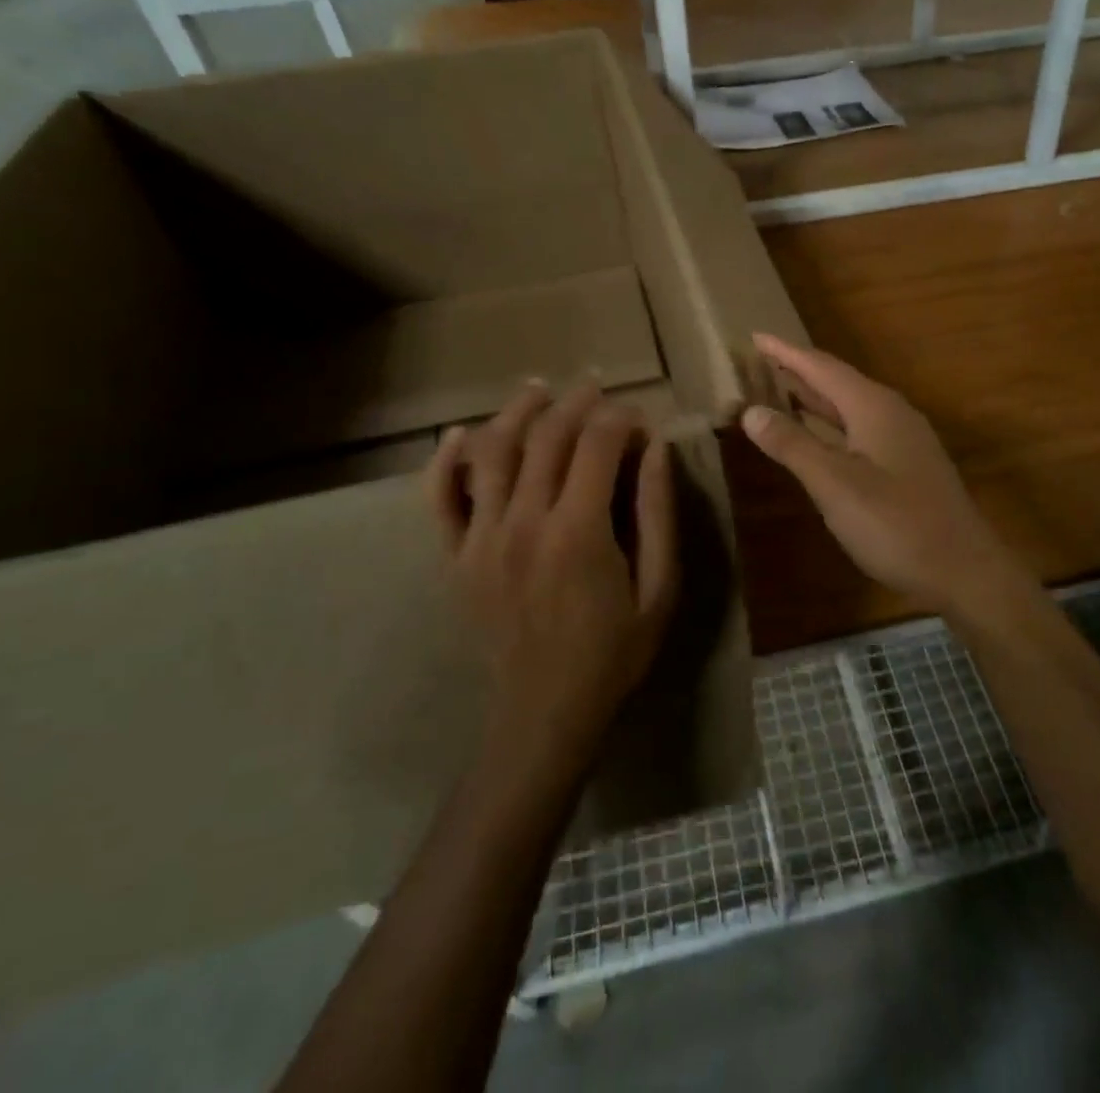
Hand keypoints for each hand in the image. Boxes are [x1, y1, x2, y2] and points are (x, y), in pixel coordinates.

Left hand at [427, 379, 677, 765]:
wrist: (546, 711)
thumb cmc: (614, 652)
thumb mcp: (659, 588)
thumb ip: (657, 515)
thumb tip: (657, 451)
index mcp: (579, 530)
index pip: (597, 445)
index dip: (621, 419)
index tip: (640, 421)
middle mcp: (524, 522)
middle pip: (546, 437)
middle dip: (576, 403)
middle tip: (597, 388)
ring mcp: (482, 537)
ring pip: (493, 452)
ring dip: (517, 412)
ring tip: (539, 389)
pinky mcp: (456, 557)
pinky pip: (440, 500)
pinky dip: (445, 462)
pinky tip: (457, 435)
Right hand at [741, 335, 1023, 613]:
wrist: (963, 570)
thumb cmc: (896, 524)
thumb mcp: (835, 485)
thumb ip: (793, 445)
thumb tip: (750, 411)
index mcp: (873, 407)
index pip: (821, 367)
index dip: (786, 353)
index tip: (755, 336)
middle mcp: (890, 413)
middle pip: (836, 382)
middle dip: (797, 372)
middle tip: (758, 363)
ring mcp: (903, 439)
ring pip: (849, 406)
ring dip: (814, 398)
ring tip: (778, 390)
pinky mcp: (907, 464)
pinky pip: (859, 428)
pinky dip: (830, 424)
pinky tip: (818, 436)